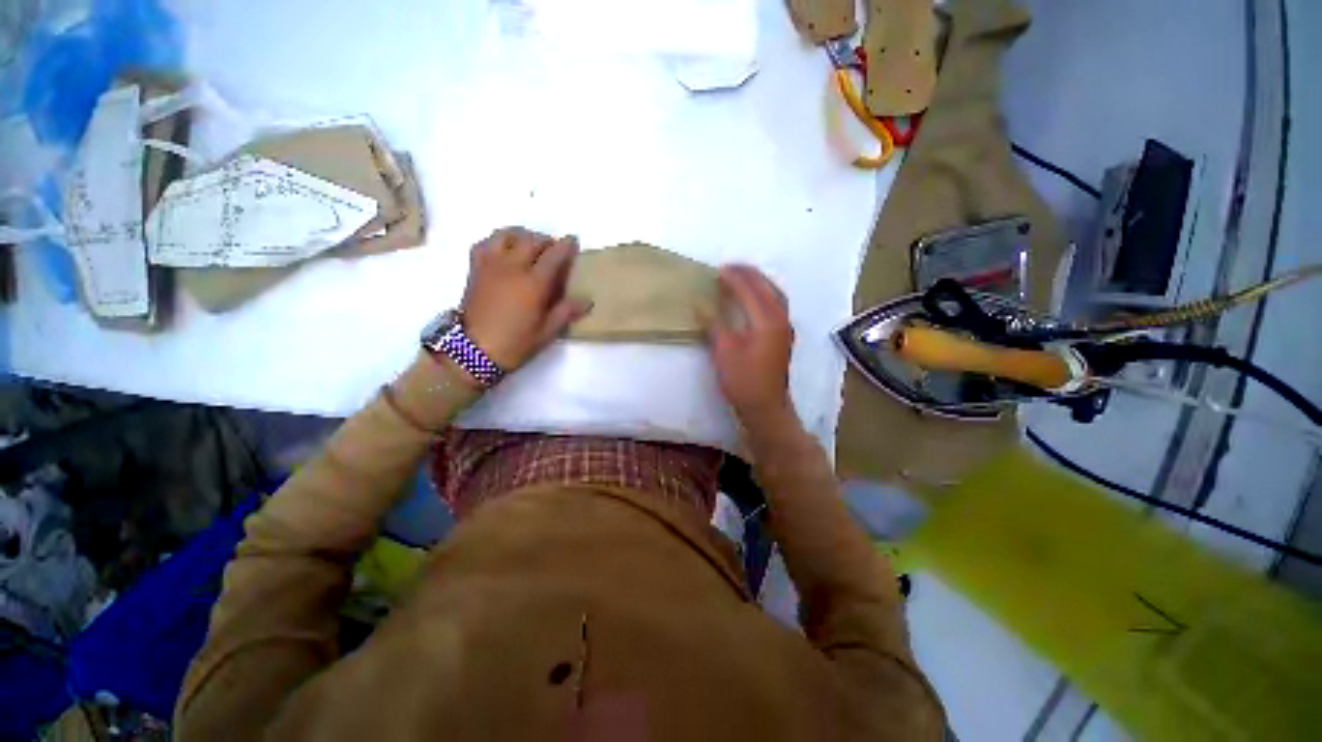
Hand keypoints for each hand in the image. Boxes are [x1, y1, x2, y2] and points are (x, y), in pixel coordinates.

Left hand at [460, 227, 591, 370]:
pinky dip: (499, 240)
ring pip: (507, 235)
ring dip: (523, 235)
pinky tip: (505, 249)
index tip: (573, 241)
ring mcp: (491, 265)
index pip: (553, 255)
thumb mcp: (547, 332)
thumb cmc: (515, 343)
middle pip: (532, 240)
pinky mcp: (475, 269)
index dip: (566, 246)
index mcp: (534, 284)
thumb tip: (587, 301)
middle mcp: (513, 267)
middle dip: (547, 240)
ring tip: (530, 245)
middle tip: (555, 249)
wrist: (473, 351)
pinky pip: (485, 243)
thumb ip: (566, 312)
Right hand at [708, 264, 795, 424]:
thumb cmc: (743, 381)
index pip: (749, 290)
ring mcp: (785, 327)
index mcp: (766, 320)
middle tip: (729, 267)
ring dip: (759, 281)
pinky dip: (765, 293)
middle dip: (749, 273)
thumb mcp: (724, 352)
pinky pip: (777, 303)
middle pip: (766, 286)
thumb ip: (714, 324)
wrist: (766, 407)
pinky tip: (756, 297)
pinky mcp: (784, 336)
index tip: (718, 270)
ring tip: (742, 276)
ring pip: (775, 293)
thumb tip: (701, 305)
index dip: (733, 278)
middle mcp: (780, 318)